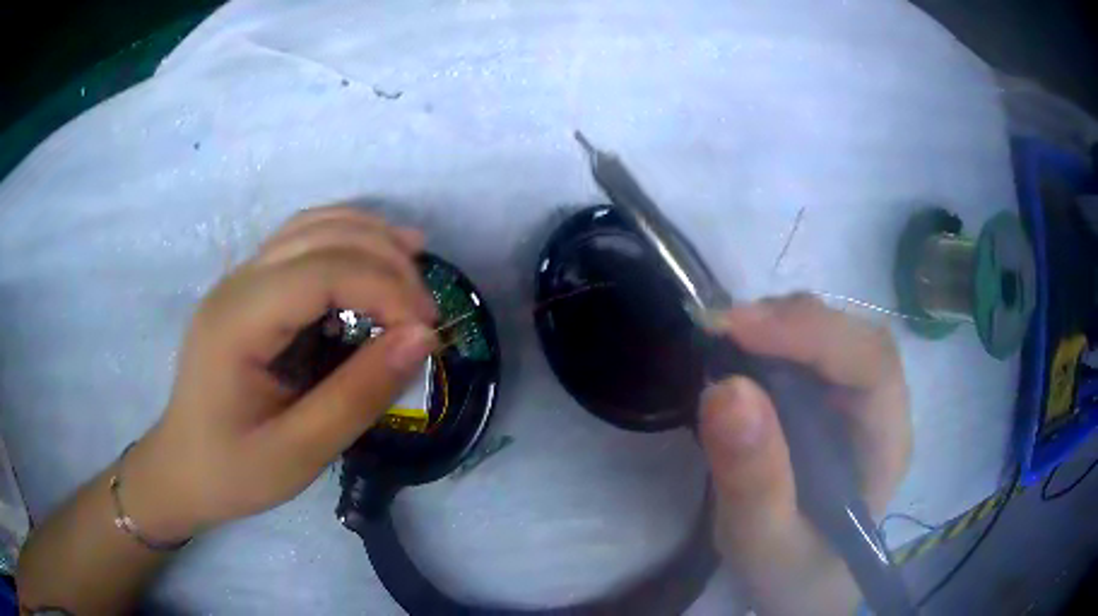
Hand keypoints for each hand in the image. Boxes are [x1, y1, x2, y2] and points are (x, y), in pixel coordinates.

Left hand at [121, 206, 438, 541]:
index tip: (427, 335)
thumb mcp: (299, 453)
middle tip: (427, 314)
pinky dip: (345, 242)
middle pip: (321, 235)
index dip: (386, 289)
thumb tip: (422, 339)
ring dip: (369, 237)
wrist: (182, 470)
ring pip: (311, 226)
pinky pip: (301, 243)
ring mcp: (238, 280)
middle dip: (386, 261)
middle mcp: (235, 284)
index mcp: (237, 322)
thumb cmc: (233, 471)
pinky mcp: (247, 290)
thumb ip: (359, 395)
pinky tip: (372, 260)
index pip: (323, 270)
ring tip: (414, 266)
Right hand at [699, 295, 911, 615]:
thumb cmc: (794, 573)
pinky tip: (736, 357)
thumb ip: (753, 482)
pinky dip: (767, 343)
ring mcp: (855, 400)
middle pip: (850, 336)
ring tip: (721, 344)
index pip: (871, 362)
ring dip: (774, 327)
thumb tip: (725, 389)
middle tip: (718, 333)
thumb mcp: (765, 544)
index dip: (811, 334)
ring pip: (828, 334)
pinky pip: (804, 352)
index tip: (736, 331)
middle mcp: (880, 408)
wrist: (802, 584)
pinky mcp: (828, 401)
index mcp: (886, 444)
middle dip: (787, 324)